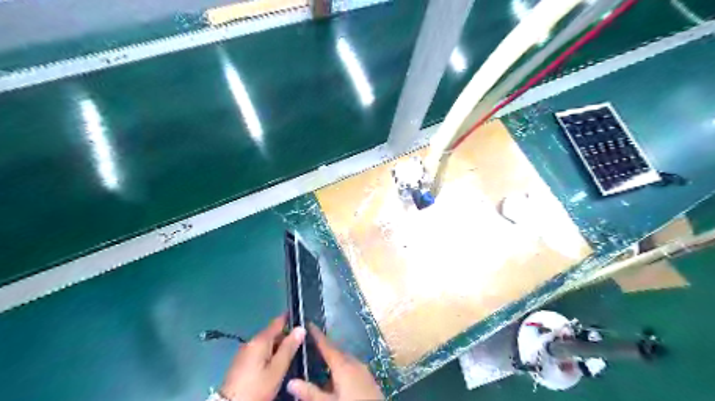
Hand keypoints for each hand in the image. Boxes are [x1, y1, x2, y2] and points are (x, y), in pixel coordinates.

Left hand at [221, 316, 303, 400]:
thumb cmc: (256, 387)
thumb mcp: (277, 370)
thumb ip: (289, 348)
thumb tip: (300, 328)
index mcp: (260, 340)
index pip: (278, 322)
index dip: (290, 318)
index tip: (302, 318)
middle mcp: (251, 342)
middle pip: (272, 333)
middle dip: (286, 336)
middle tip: (301, 343)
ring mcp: (244, 352)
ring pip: (266, 344)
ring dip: (278, 347)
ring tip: (291, 355)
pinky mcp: (240, 363)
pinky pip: (259, 352)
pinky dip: (269, 355)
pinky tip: (276, 364)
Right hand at [287, 325, 382, 400]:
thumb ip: (310, 392)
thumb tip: (290, 382)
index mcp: (344, 365)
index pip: (327, 346)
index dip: (317, 335)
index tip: (308, 324)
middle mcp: (355, 363)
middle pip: (337, 352)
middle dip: (324, 349)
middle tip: (310, 346)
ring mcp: (364, 370)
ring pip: (345, 361)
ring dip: (333, 362)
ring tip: (320, 365)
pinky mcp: (369, 379)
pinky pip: (352, 368)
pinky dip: (342, 370)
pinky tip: (335, 381)